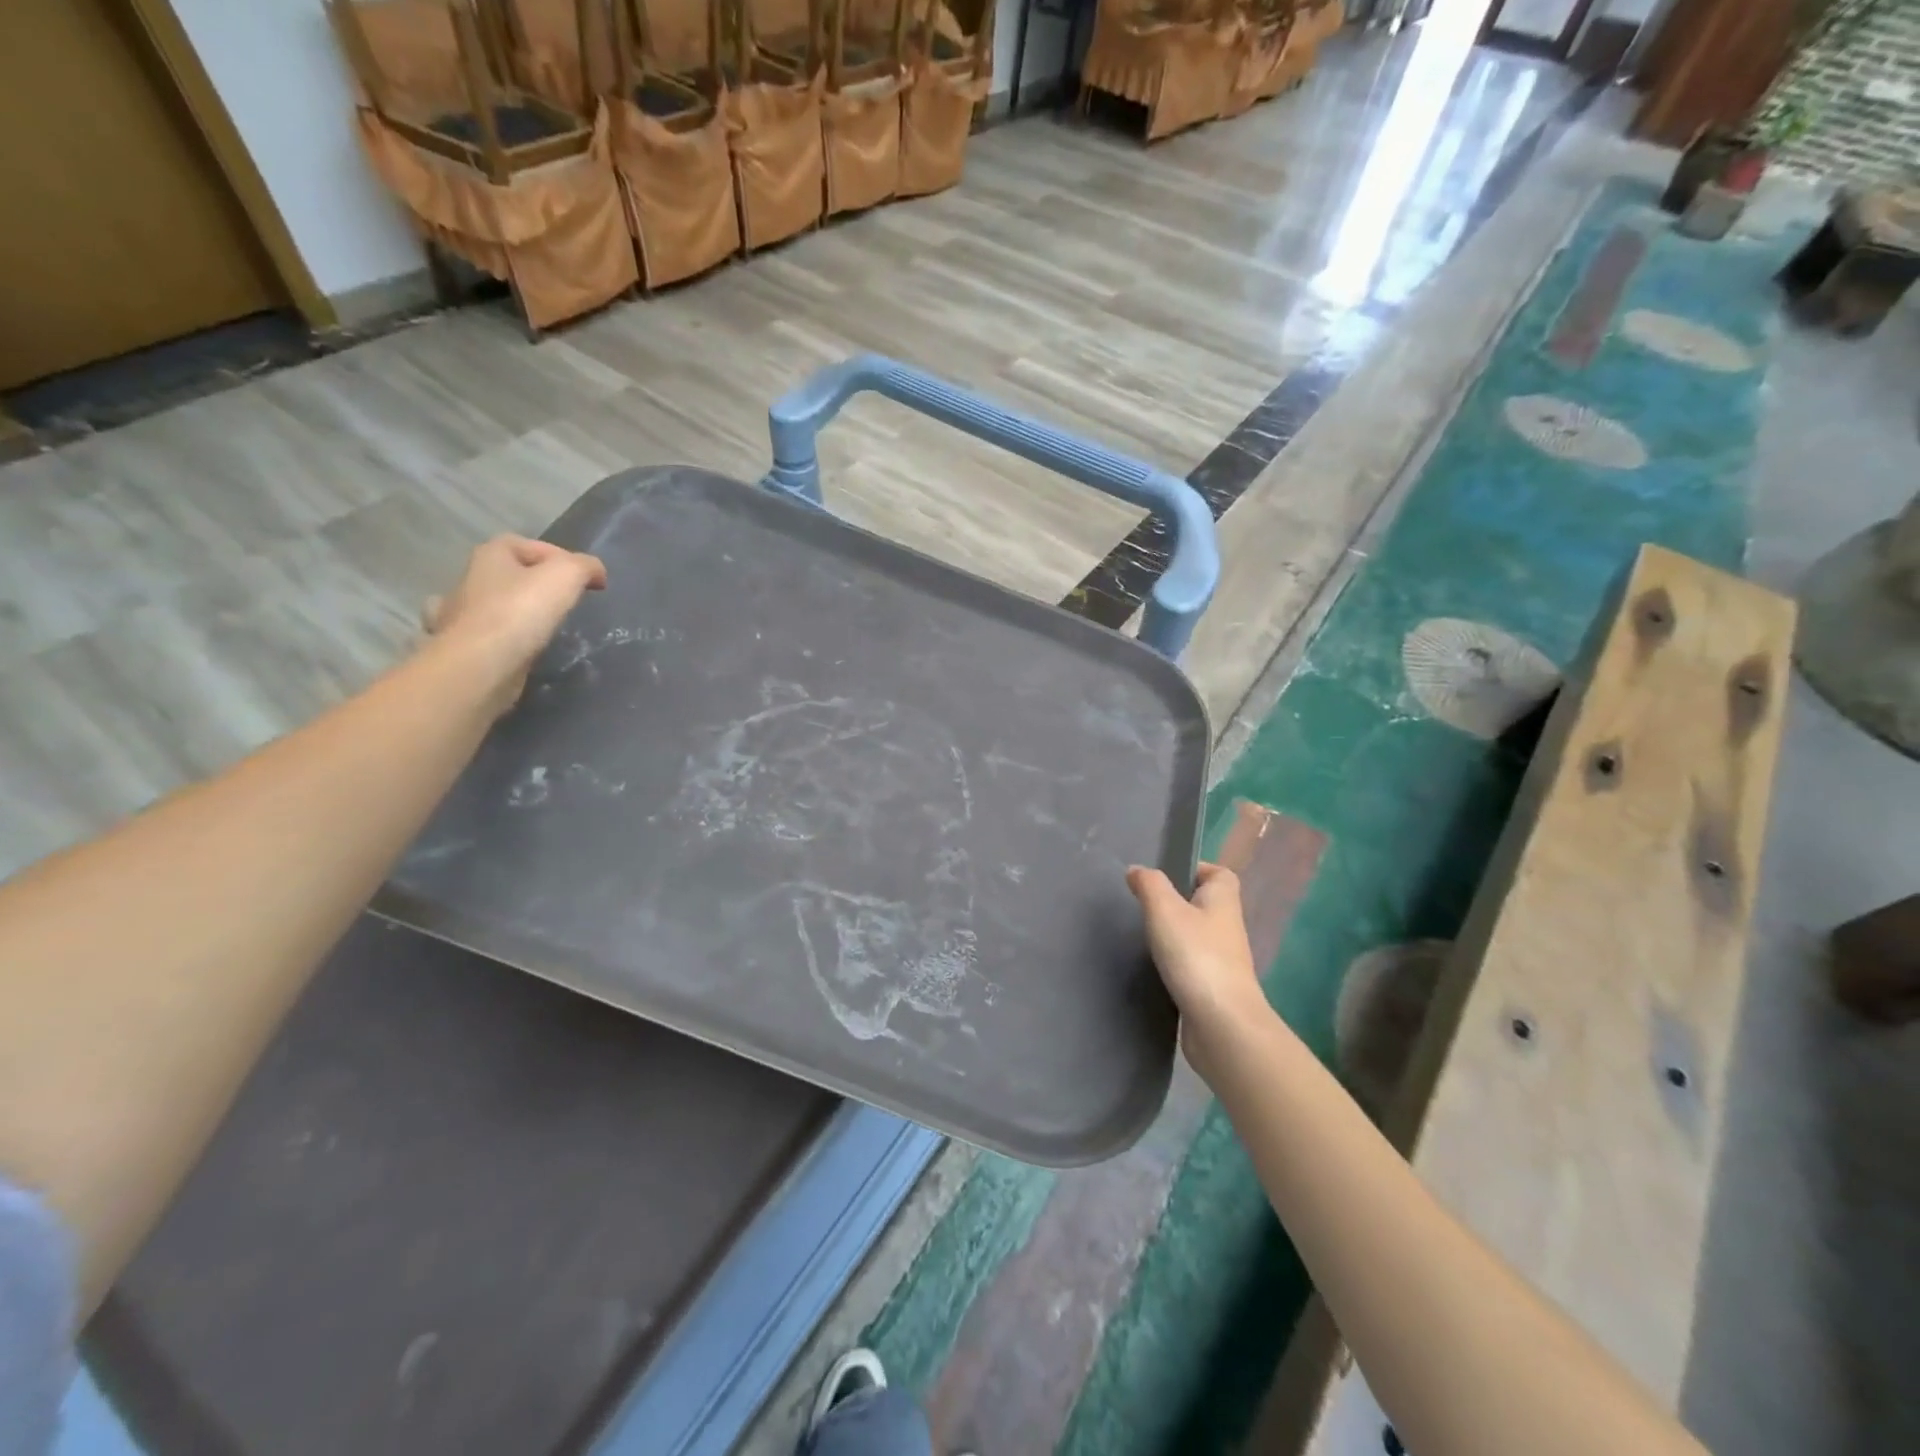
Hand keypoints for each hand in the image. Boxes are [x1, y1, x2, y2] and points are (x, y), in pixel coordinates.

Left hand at [422, 535, 607, 711]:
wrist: (481, 665)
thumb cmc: (521, 611)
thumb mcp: (566, 575)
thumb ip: (584, 566)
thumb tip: (596, 573)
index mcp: (490, 556)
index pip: (526, 545)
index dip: (557, 555)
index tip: (584, 579)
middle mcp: (470, 580)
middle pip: (510, 575)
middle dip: (536, 585)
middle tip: (566, 602)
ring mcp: (460, 616)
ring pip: (495, 606)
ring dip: (518, 612)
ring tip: (545, 627)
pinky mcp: (464, 648)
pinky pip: (490, 637)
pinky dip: (506, 640)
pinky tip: (522, 649)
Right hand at [1127, 862, 1269, 1073]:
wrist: (1222, 1025)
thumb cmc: (1196, 956)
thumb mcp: (1165, 910)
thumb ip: (1149, 885)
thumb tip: (1137, 870)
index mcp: (1223, 901)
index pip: (1220, 874)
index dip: (1196, 869)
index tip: (1164, 876)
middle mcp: (1227, 927)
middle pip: (1205, 905)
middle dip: (1177, 903)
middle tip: (1144, 905)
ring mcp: (1222, 961)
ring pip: (1196, 936)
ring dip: (1174, 935)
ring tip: (1142, 935)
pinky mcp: (1211, 989)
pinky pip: (1191, 965)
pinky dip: (1173, 964)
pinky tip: (1152, 968)